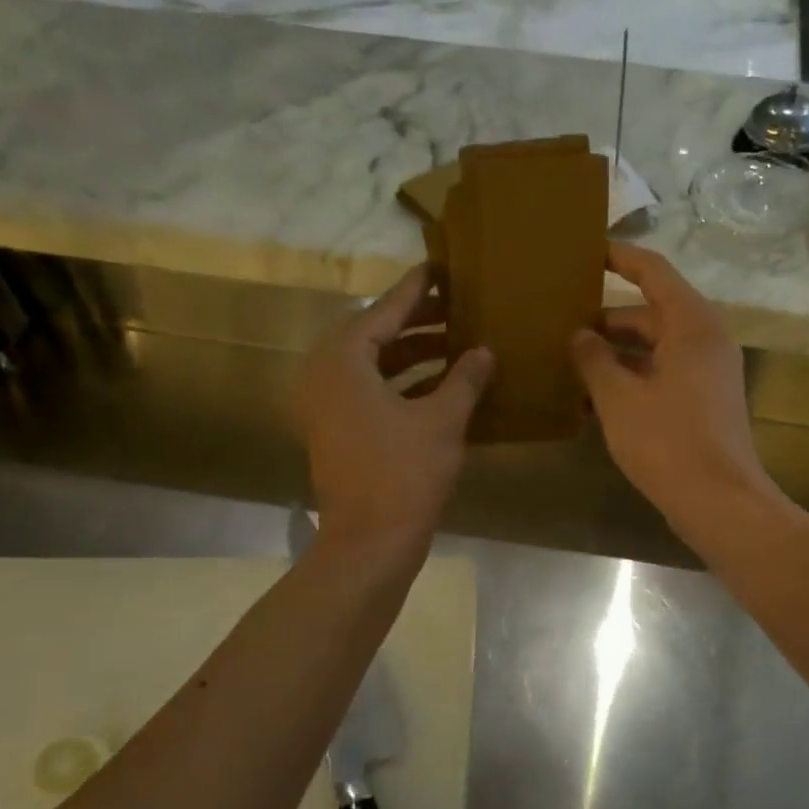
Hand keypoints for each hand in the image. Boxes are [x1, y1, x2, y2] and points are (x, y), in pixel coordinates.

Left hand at [298, 265, 492, 555]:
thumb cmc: (405, 473)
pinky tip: (441, 384)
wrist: (370, 541)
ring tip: (455, 342)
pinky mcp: (336, 431)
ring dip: (412, 354)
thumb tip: (484, 351)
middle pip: (374, 335)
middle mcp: (324, 375)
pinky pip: (370, 391)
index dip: (417, 290)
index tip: (440, 267)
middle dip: (417, 322)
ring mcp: (326, 406)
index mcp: (343, 360)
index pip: (385, 311)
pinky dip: (402, 383)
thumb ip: (465, 379)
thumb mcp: (443, 420)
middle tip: (456, 306)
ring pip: (372, 365)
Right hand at [571, 243, 775, 538]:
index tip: (586, 251)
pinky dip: (631, 381)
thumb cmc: (667, 442)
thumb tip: (579, 335)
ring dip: (614, 357)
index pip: (653, 272)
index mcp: (691, 325)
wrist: (719, 502)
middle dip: (605, 321)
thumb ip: (594, 359)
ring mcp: (707, 374)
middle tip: (560, 324)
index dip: (619, 258)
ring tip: (567, 366)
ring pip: (654, 350)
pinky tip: (593, 402)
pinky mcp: (704, 403)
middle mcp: (705, 341)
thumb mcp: (619, 398)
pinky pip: (662, 377)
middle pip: (651, 314)